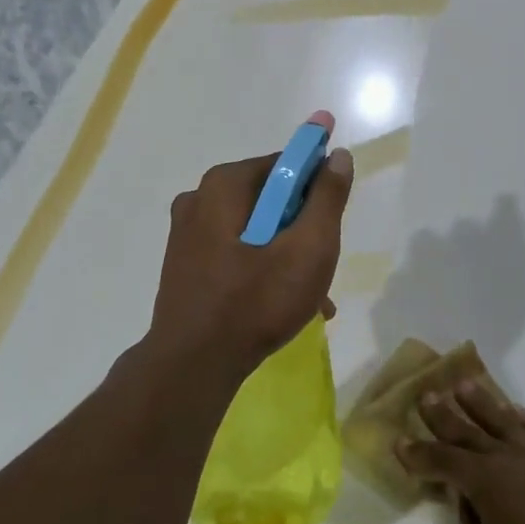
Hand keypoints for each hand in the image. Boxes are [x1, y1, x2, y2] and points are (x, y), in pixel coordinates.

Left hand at [144, 133, 353, 388]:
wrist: (192, 368)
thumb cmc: (256, 302)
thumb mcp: (309, 247)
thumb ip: (327, 198)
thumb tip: (338, 155)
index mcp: (225, 184)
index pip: (287, 164)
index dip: (318, 186)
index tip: (333, 221)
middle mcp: (200, 199)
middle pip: (272, 198)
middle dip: (304, 227)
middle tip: (324, 263)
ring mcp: (187, 234)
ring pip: (256, 230)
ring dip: (288, 254)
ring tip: (312, 296)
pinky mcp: (185, 264)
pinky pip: (237, 252)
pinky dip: (263, 268)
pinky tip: (285, 305)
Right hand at [399, 383, 524, 523]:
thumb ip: (467, 518)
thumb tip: (466, 494)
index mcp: (486, 480)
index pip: (443, 460)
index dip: (419, 453)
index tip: (400, 441)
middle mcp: (512, 458)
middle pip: (471, 430)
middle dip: (445, 415)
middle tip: (427, 395)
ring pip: (507, 421)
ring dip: (484, 403)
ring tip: (466, 385)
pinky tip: (519, 413)